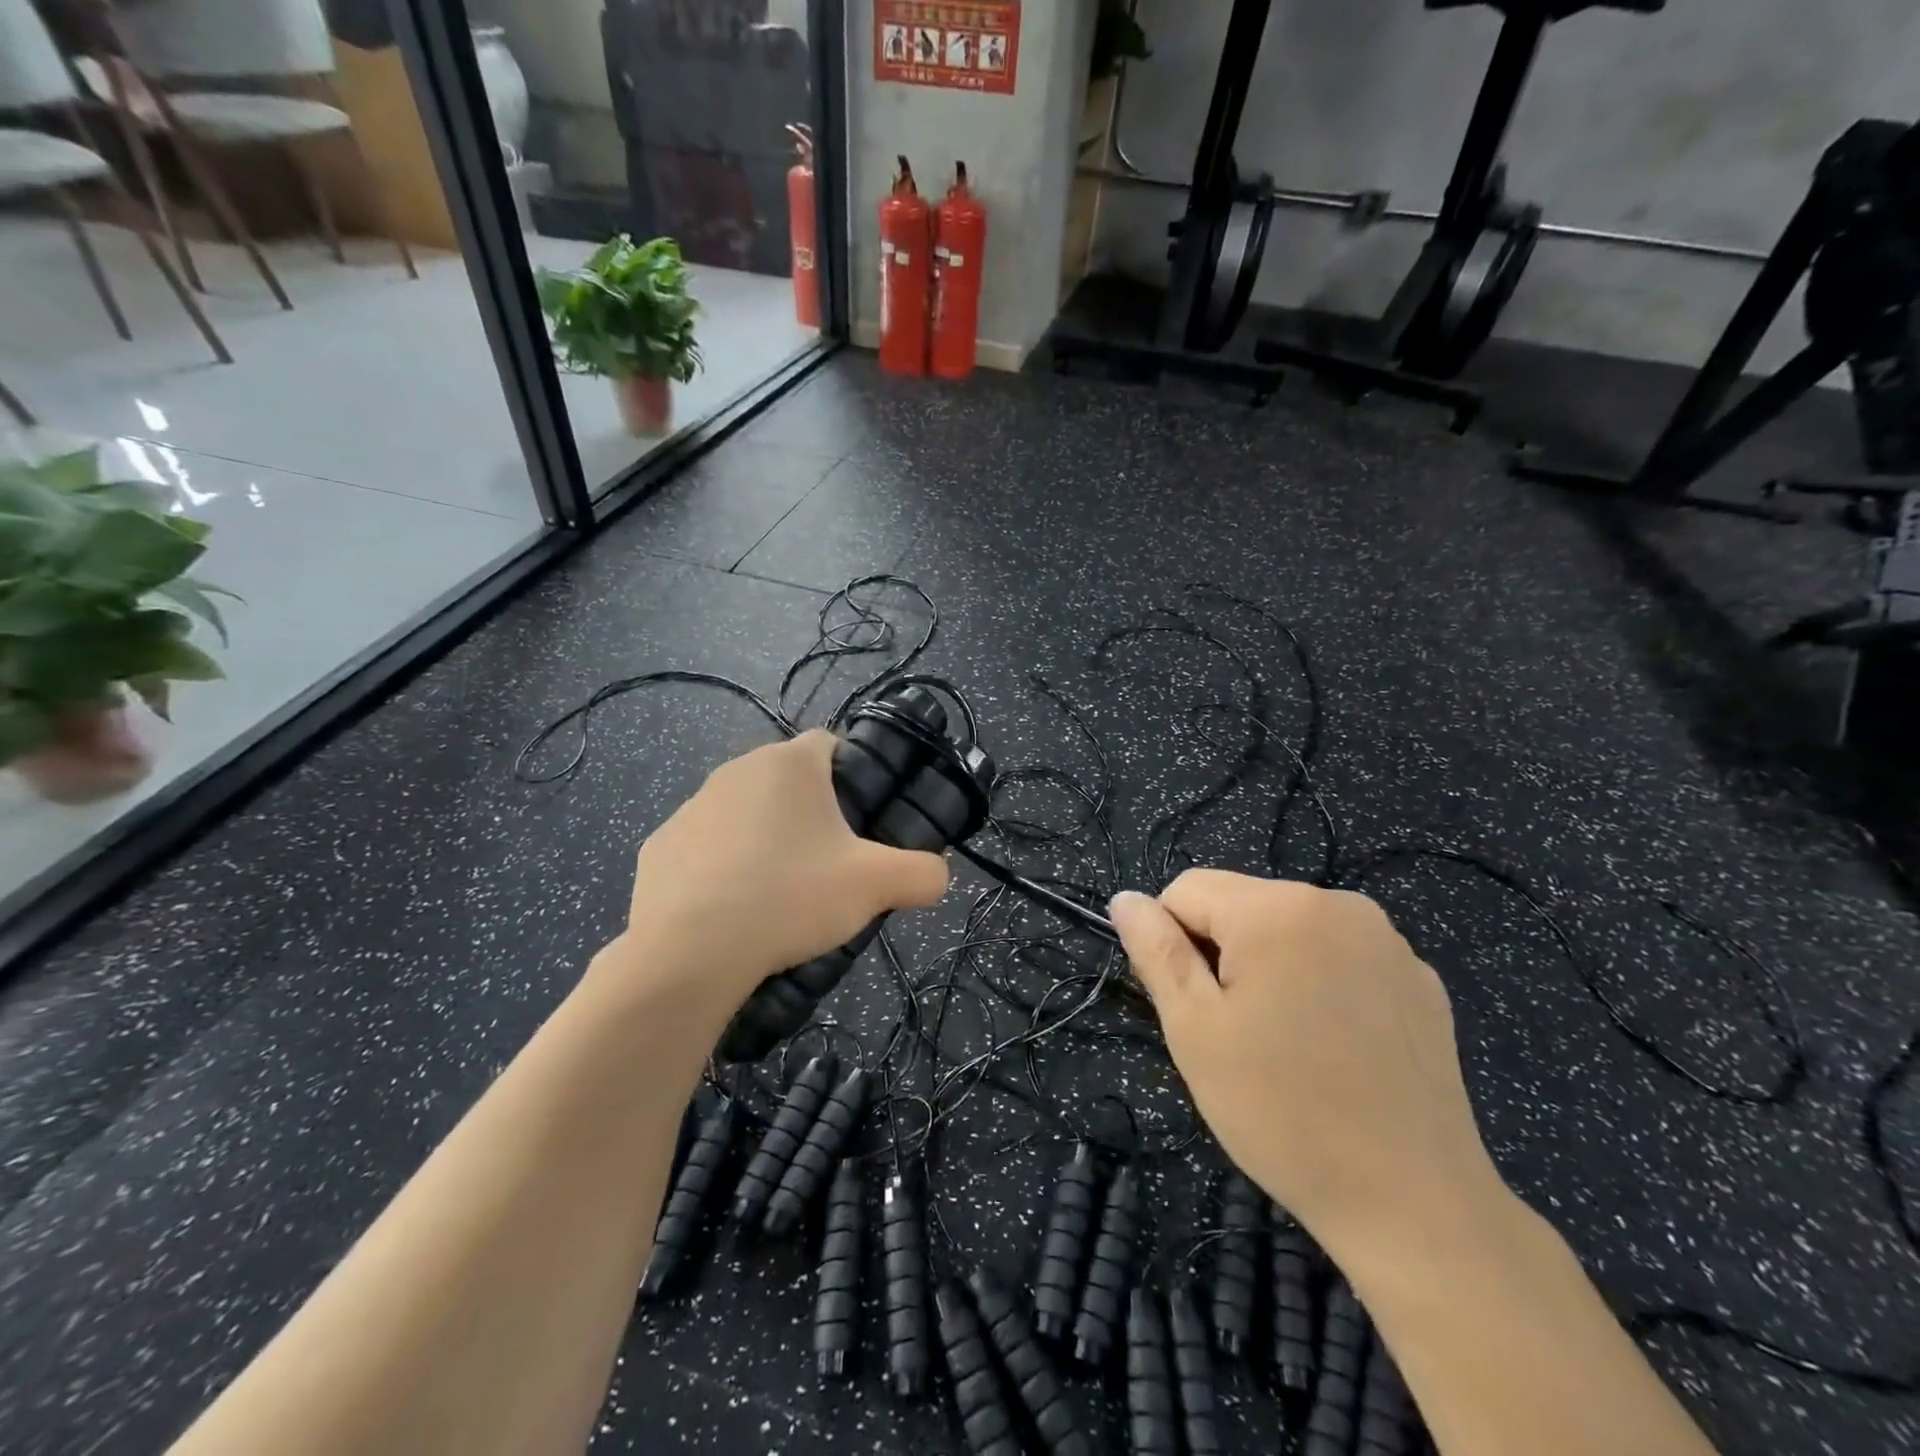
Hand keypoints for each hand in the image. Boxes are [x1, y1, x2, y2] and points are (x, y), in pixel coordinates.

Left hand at [606, 731, 948, 1014]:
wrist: (688, 953)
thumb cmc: (790, 897)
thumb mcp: (875, 887)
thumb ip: (922, 873)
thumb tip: (937, 875)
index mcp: (789, 764)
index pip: (831, 743)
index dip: (854, 775)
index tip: (862, 821)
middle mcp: (736, 770)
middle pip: (787, 781)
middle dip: (811, 813)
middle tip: (829, 863)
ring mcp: (691, 807)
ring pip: (745, 813)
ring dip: (765, 838)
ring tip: (779, 893)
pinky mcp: (658, 846)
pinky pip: (705, 848)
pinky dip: (721, 868)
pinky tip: (732, 910)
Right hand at [1110, 870, 1509, 1254]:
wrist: (1414, 1204)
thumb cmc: (1283, 1112)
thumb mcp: (1194, 1028)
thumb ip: (1155, 950)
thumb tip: (1125, 899)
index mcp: (1278, 909)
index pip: (1187, 890)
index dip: (1171, 943)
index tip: (1192, 1008)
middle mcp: (1338, 904)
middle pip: (1241, 906)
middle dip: (1222, 955)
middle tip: (1234, 1033)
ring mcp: (1388, 942)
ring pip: (1289, 930)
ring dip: (1269, 968)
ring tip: (1284, 1044)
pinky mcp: (1420, 981)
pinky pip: (1341, 958)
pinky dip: (1321, 985)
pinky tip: (1335, 1049)